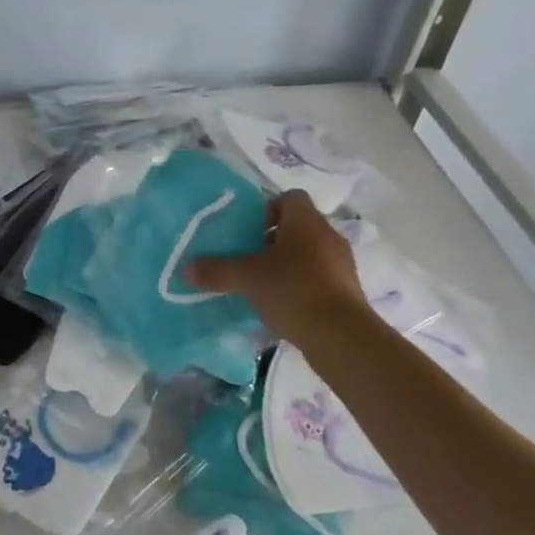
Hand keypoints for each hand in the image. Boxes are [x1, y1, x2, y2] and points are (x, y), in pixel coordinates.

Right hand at [186, 190, 372, 346]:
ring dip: (287, 264)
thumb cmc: (293, 290)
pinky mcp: (347, 291)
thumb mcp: (247, 278)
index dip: (268, 209)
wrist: (342, 337)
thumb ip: (216, 271)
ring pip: (309, 253)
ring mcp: (341, 264)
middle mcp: (328, 235)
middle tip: (250, 258)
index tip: (250, 231)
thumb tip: (187, 270)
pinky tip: (283, 306)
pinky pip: (319, 278)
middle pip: (298, 226)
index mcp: (306, 221)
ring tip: (264, 285)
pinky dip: (301, 286)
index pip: (290, 197)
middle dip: (273, 240)